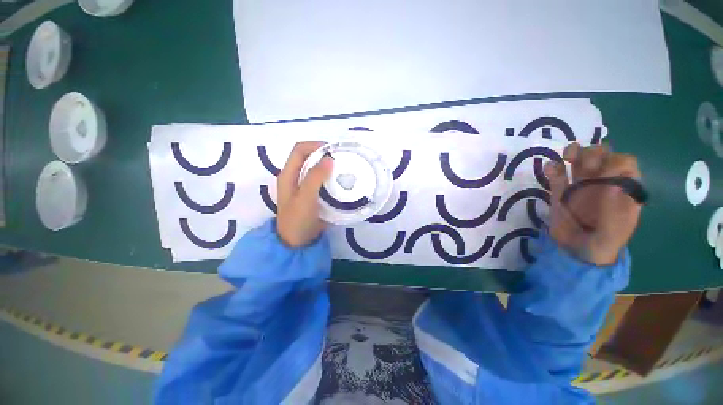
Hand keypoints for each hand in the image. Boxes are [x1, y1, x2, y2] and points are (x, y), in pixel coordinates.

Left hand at [276, 142, 333, 246]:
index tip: (333, 151)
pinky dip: (331, 177)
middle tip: (342, 159)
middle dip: (324, 154)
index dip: (315, 145)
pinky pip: (322, 180)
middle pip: (309, 157)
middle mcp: (295, 176)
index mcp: (288, 174)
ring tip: (344, 168)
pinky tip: (340, 181)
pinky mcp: (313, 193)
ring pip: (316, 168)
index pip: (300, 149)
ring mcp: (304, 185)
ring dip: (329, 166)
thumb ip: (315, 178)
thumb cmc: (297, 220)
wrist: (297, 242)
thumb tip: (329, 159)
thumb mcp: (305, 198)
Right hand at [544, 143, 641, 265]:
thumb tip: (614, 186)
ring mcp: (580, 184)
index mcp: (622, 189)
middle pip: (602, 155)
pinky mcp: (560, 190)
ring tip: (567, 157)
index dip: (615, 163)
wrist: (574, 251)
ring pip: (580, 159)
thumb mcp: (612, 235)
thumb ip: (615, 215)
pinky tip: (550, 169)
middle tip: (583, 165)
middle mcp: (603, 182)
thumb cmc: (600, 244)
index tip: (603, 174)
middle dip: (593, 154)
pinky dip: (553, 167)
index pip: (625, 164)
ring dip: (574, 152)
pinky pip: (557, 173)